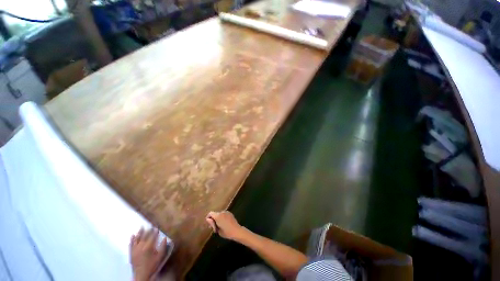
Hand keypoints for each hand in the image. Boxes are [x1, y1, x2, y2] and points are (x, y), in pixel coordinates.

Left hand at [130, 228, 167, 280]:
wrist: (141, 275)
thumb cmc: (152, 265)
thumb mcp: (160, 257)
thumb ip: (163, 247)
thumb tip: (165, 238)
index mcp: (149, 247)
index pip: (152, 236)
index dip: (155, 231)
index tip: (157, 227)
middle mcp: (141, 246)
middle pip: (145, 236)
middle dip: (148, 230)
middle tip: (151, 225)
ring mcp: (135, 249)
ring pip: (137, 238)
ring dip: (139, 232)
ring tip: (141, 227)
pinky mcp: (131, 253)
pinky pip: (131, 244)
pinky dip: (132, 239)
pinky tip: (132, 235)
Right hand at [206, 211, 243, 239]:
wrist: (236, 231)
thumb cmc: (226, 232)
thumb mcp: (217, 230)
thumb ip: (212, 223)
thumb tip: (208, 219)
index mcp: (218, 216)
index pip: (210, 213)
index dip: (208, 218)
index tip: (210, 225)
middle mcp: (222, 212)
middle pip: (215, 214)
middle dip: (213, 220)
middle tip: (215, 228)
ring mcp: (227, 212)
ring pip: (219, 214)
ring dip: (218, 219)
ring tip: (220, 226)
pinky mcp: (230, 213)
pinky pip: (224, 214)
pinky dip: (222, 218)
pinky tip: (224, 224)